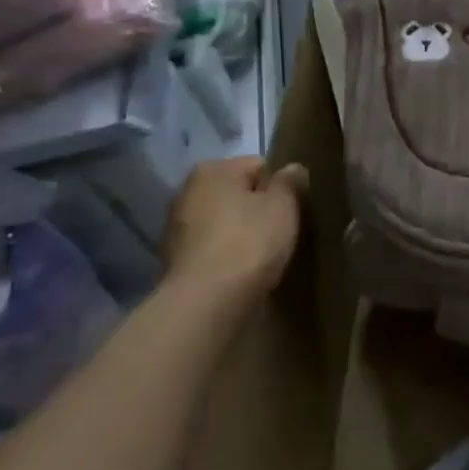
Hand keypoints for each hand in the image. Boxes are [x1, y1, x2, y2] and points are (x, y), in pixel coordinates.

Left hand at [163, 158, 306, 306]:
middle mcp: (186, 191)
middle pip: (238, 193)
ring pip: (224, 221)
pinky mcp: (174, 260)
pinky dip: (227, 253)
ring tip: (264, 254)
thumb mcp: (283, 206)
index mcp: (212, 170)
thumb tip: (292, 168)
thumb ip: (290, 182)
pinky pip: (212, 247)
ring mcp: (176, 227)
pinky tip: (243, 270)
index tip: (294, 208)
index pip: (259, 166)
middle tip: (283, 230)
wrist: (205, 303)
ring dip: (242, 231)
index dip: (281, 186)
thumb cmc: (249, 243)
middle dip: (259, 207)